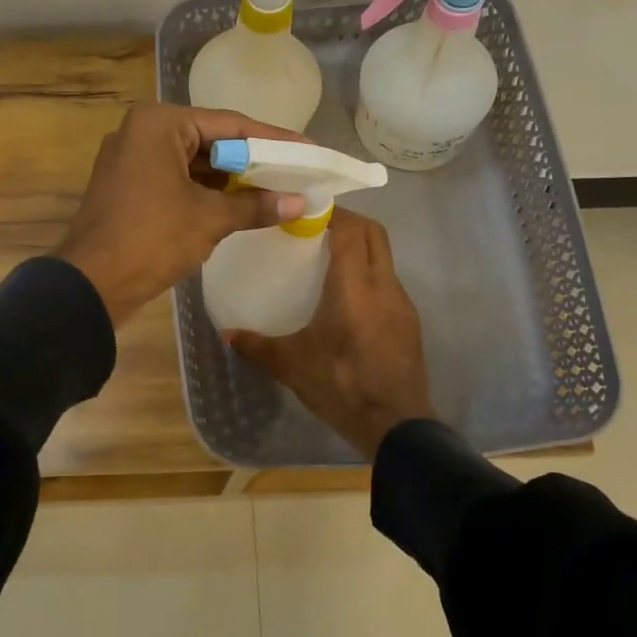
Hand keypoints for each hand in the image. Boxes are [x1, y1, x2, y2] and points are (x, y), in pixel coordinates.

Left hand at [56, 103, 307, 326]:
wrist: (90, 284)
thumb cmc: (151, 239)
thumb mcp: (209, 219)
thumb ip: (255, 206)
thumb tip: (300, 203)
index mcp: (159, 124)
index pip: (230, 124)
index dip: (273, 140)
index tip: (308, 149)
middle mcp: (142, 132)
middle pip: (211, 141)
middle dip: (252, 162)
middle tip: (296, 173)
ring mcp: (131, 160)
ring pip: (193, 163)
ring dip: (230, 180)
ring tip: (276, 191)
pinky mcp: (128, 187)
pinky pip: (177, 181)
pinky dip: (206, 193)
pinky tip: (239, 206)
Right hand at [227, 209, 435, 456]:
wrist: (396, 427)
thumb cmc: (342, 385)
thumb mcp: (292, 365)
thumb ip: (257, 346)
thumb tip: (227, 334)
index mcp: (355, 286)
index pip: (351, 229)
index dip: (331, 212)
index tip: (305, 209)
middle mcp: (384, 286)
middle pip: (374, 234)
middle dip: (348, 222)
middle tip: (316, 227)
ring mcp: (402, 304)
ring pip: (384, 258)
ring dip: (360, 249)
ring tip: (328, 260)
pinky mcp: (409, 324)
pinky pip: (388, 283)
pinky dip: (369, 276)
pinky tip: (348, 299)